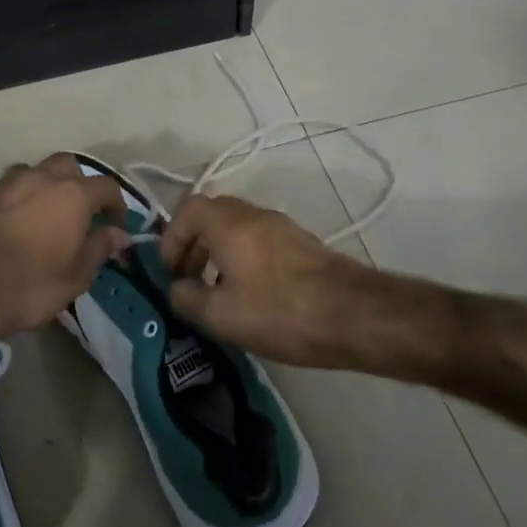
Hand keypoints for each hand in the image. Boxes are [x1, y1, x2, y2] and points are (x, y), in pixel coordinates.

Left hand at [0, 154, 130, 346]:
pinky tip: (19, 221)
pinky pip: (12, 186)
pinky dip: (22, 197)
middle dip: (80, 183)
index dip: (117, 205)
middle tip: (83, 213)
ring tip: (49, 214)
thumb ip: (99, 248)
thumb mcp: (75, 277)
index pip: (106, 186)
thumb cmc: (28, 286)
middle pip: (69, 166)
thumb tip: (118, 233)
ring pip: (37, 171)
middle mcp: (42, 178)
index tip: (117, 226)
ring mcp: (9, 183)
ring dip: (48, 185)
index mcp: (73, 195)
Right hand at [158, 194, 378, 368]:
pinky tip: (251, 295)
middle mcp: (254, 215)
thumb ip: (187, 299)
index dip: (171, 238)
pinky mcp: (301, 244)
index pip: (187, 210)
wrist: (355, 316)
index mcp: (228, 223)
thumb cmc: (280, 312)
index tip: (171, 271)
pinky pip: (259, 240)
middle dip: (193, 244)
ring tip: (217, 292)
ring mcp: (282, 227)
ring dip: (218, 252)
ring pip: (237, 228)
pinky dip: (243, 258)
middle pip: (212, 215)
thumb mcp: (221, 315)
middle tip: (188, 279)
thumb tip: (176, 289)